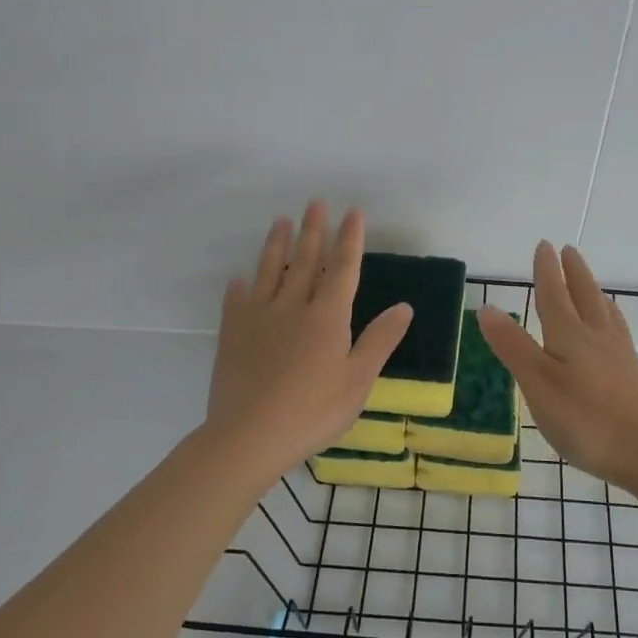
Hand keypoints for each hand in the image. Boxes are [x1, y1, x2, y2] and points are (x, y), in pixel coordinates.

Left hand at [205, 200, 413, 475]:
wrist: (249, 435)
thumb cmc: (313, 411)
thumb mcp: (357, 380)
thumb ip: (379, 340)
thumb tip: (405, 306)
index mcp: (327, 316)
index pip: (343, 268)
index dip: (350, 239)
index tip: (353, 212)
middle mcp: (293, 306)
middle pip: (305, 260)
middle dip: (314, 230)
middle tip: (315, 202)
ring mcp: (259, 317)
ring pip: (269, 271)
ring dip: (276, 244)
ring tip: (280, 221)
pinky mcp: (232, 334)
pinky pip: (236, 301)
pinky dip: (239, 286)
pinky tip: (239, 278)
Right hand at [476, 242, 637, 489]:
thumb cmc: (586, 420)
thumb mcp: (538, 384)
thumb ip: (513, 347)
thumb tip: (487, 307)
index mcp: (569, 336)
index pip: (554, 295)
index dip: (546, 271)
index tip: (545, 245)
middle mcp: (597, 338)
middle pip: (584, 297)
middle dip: (574, 273)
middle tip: (569, 250)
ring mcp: (620, 357)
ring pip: (605, 314)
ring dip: (594, 293)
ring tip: (592, 284)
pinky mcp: (634, 377)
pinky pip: (619, 333)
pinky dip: (611, 320)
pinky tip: (614, 333)